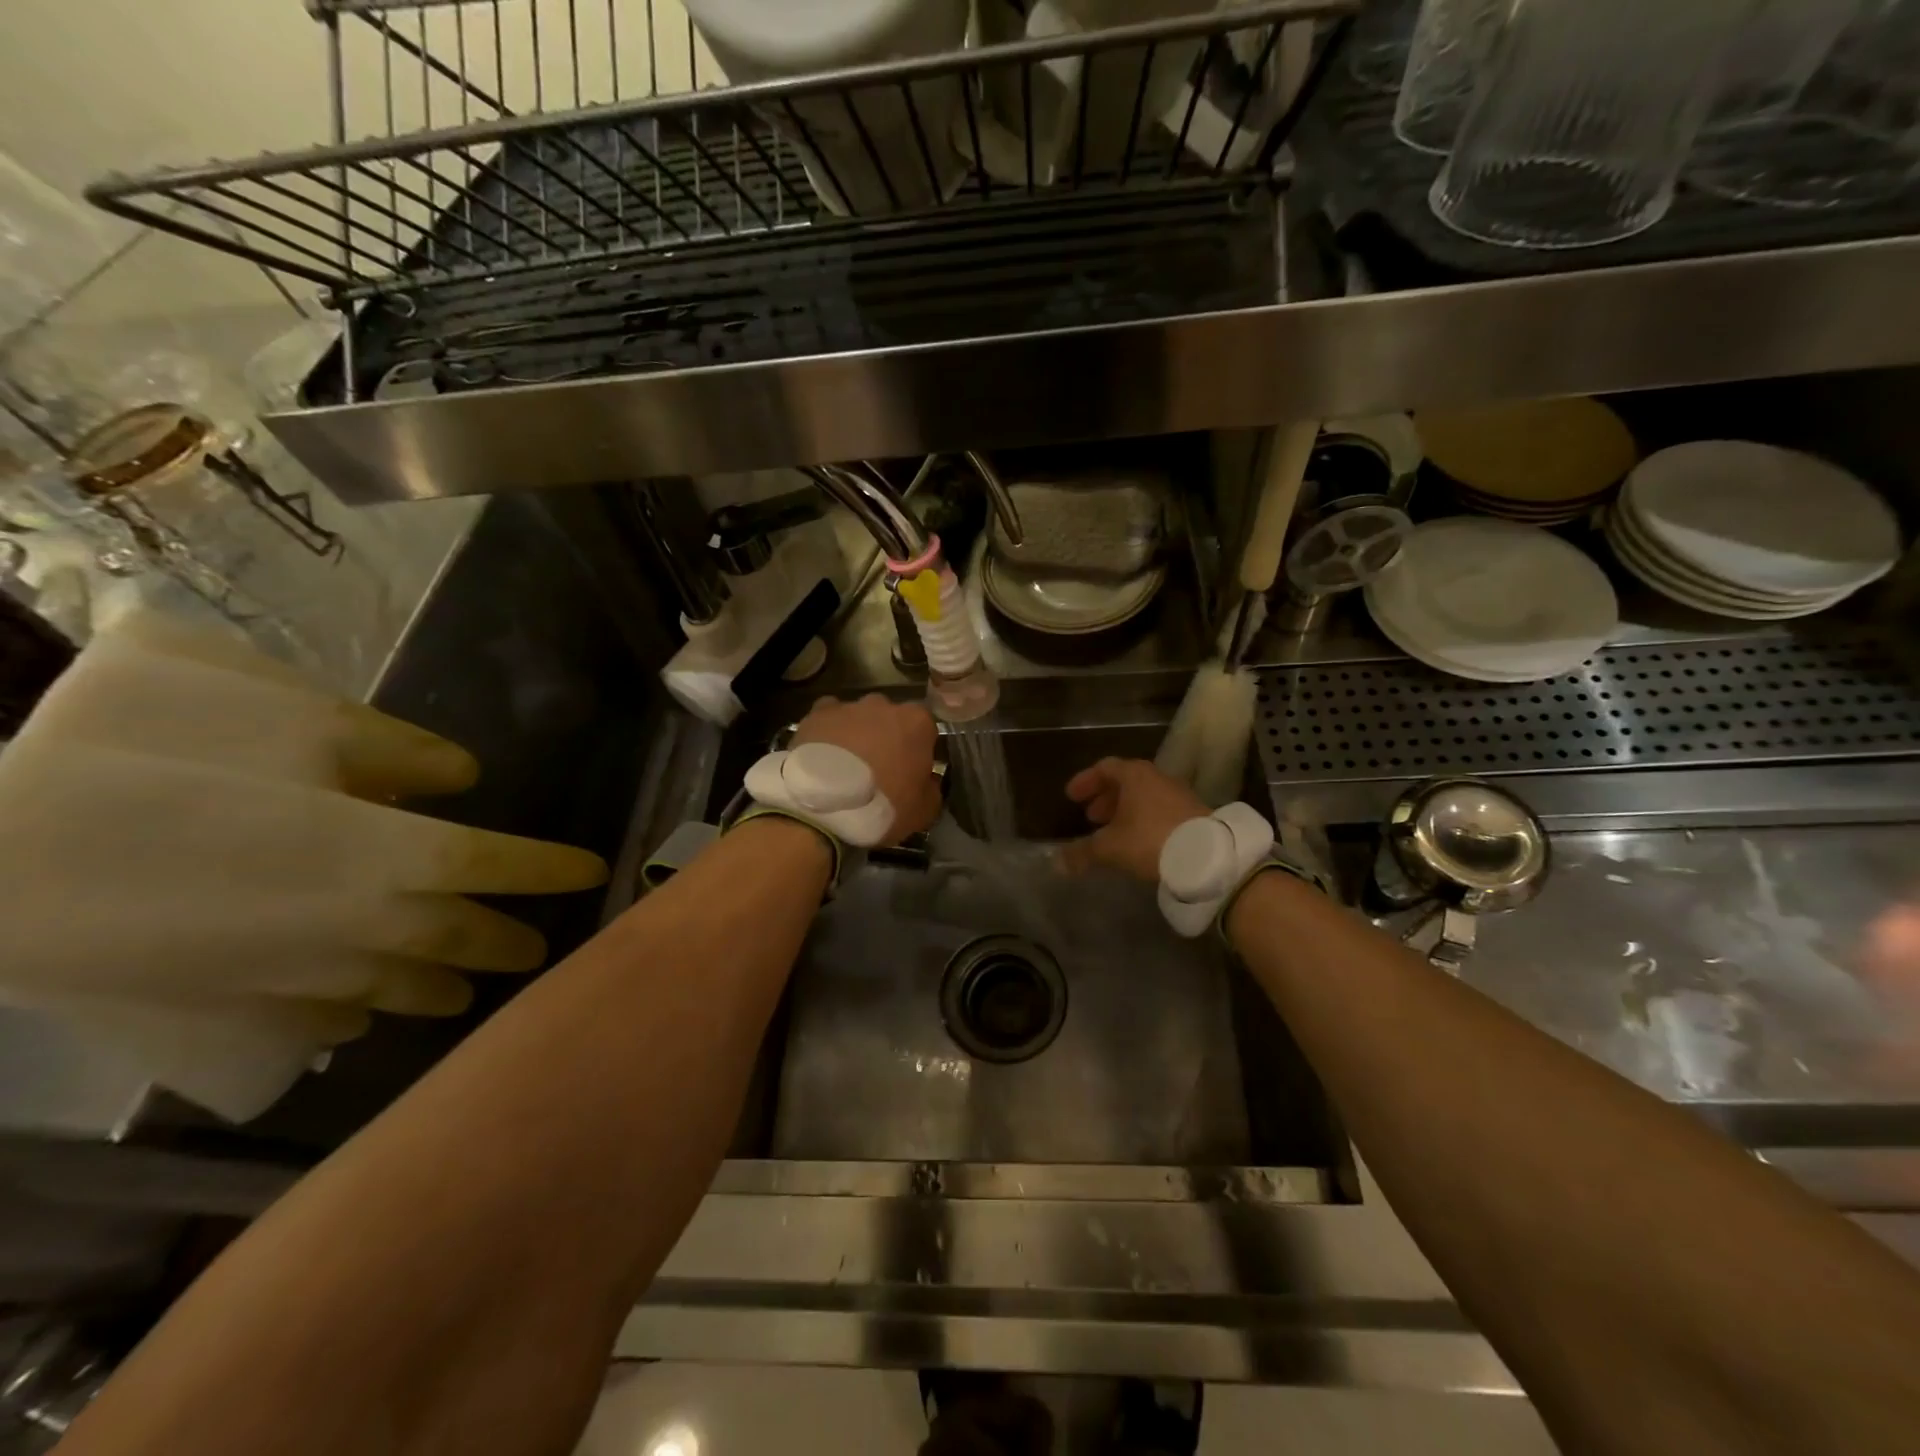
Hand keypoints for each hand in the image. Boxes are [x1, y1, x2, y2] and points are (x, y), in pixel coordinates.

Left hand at [792, 694, 940, 846]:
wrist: (825, 807)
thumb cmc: (884, 807)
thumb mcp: (925, 810)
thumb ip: (932, 788)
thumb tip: (928, 780)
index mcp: (917, 723)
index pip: (925, 729)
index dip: (918, 750)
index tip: (911, 770)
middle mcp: (885, 705)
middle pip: (890, 718)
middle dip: (887, 737)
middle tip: (878, 767)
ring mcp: (849, 707)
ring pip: (858, 716)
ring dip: (857, 734)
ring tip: (846, 764)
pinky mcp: (816, 714)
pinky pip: (828, 718)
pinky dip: (828, 731)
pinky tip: (823, 752)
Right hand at [1059, 757, 1207, 881]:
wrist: (1207, 856)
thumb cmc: (1150, 840)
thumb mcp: (1109, 848)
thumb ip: (1081, 853)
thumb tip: (1056, 863)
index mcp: (1134, 775)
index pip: (1105, 768)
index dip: (1086, 781)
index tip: (1071, 797)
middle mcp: (1157, 778)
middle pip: (1126, 781)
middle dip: (1105, 798)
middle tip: (1091, 817)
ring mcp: (1178, 794)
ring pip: (1144, 796)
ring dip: (1125, 811)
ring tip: (1113, 832)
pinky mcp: (1194, 813)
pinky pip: (1160, 809)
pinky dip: (1144, 819)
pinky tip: (1139, 842)